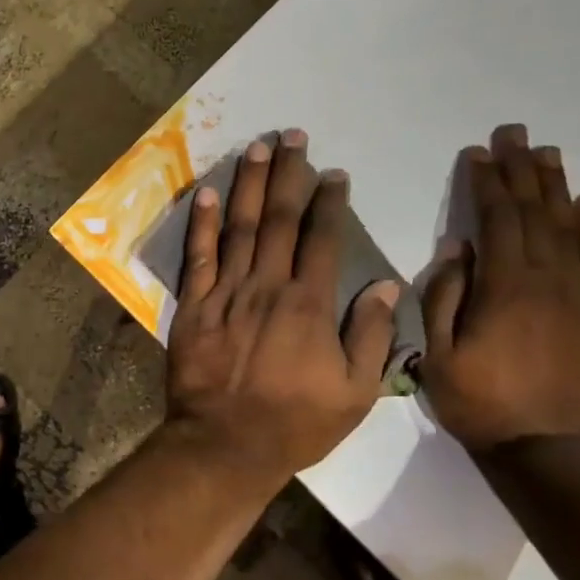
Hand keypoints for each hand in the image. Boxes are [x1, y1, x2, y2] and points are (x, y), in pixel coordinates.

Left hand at [166, 130, 400, 484]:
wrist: (225, 444)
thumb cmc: (294, 423)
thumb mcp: (354, 393)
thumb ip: (371, 336)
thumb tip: (385, 285)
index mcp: (310, 304)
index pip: (323, 239)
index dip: (329, 202)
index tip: (334, 174)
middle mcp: (267, 287)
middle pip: (279, 219)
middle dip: (288, 174)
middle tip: (293, 135)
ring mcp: (225, 293)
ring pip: (239, 228)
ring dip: (248, 185)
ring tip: (257, 148)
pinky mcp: (193, 307)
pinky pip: (198, 257)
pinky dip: (202, 224)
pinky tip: (208, 194)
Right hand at [420, 123, 579, 452]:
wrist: (550, 446)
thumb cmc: (481, 401)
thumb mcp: (438, 354)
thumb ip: (445, 298)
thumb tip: (458, 249)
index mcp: (505, 287)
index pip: (496, 220)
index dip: (486, 183)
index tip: (478, 152)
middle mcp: (548, 279)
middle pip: (535, 212)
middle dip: (522, 170)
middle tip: (515, 133)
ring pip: (569, 227)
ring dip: (556, 187)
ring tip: (547, 154)